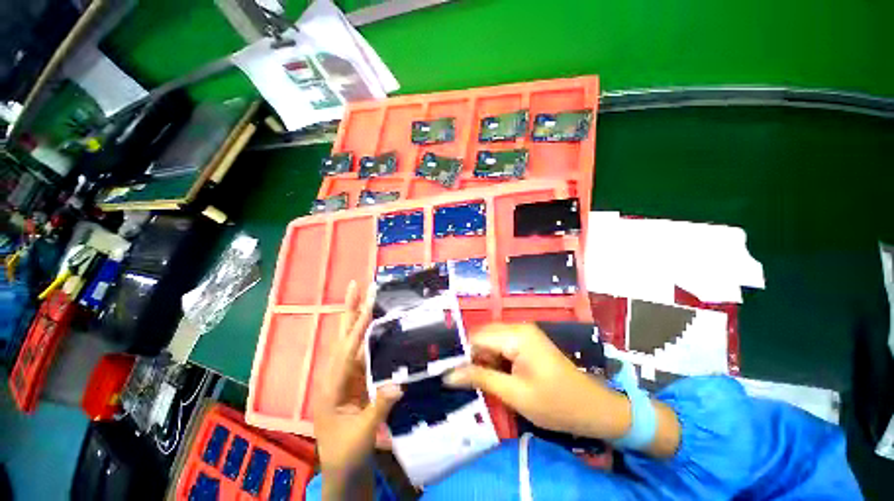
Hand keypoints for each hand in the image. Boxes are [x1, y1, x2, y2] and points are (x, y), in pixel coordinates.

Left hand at [314, 281, 402, 498]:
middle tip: (356, 285)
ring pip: (353, 341)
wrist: (344, 470)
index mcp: (332, 387)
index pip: (346, 351)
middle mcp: (336, 375)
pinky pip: (365, 352)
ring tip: (368, 296)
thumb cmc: (346, 454)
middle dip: (349, 310)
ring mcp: (347, 376)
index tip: (368, 304)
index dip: (358, 327)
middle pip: (342, 336)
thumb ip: (379, 407)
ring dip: (359, 317)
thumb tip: (398, 383)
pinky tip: (379, 324)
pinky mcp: (358, 379)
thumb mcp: (362, 434)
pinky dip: (370, 335)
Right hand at [444, 322, 627, 438]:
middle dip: (473, 357)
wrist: (593, 408)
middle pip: (483, 336)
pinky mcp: (526, 342)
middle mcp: (518, 327)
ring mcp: (523, 333)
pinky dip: (494, 360)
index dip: (462, 354)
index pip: (477, 337)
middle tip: (467, 381)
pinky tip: (497, 376)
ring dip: (483, 359)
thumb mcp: (515, 395)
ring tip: (482, 381)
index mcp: (516, 335)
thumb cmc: (556, 404)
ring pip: (490, 341)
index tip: (451, 373)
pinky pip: (501, 345)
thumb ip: (481, 379)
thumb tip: (449, 375)